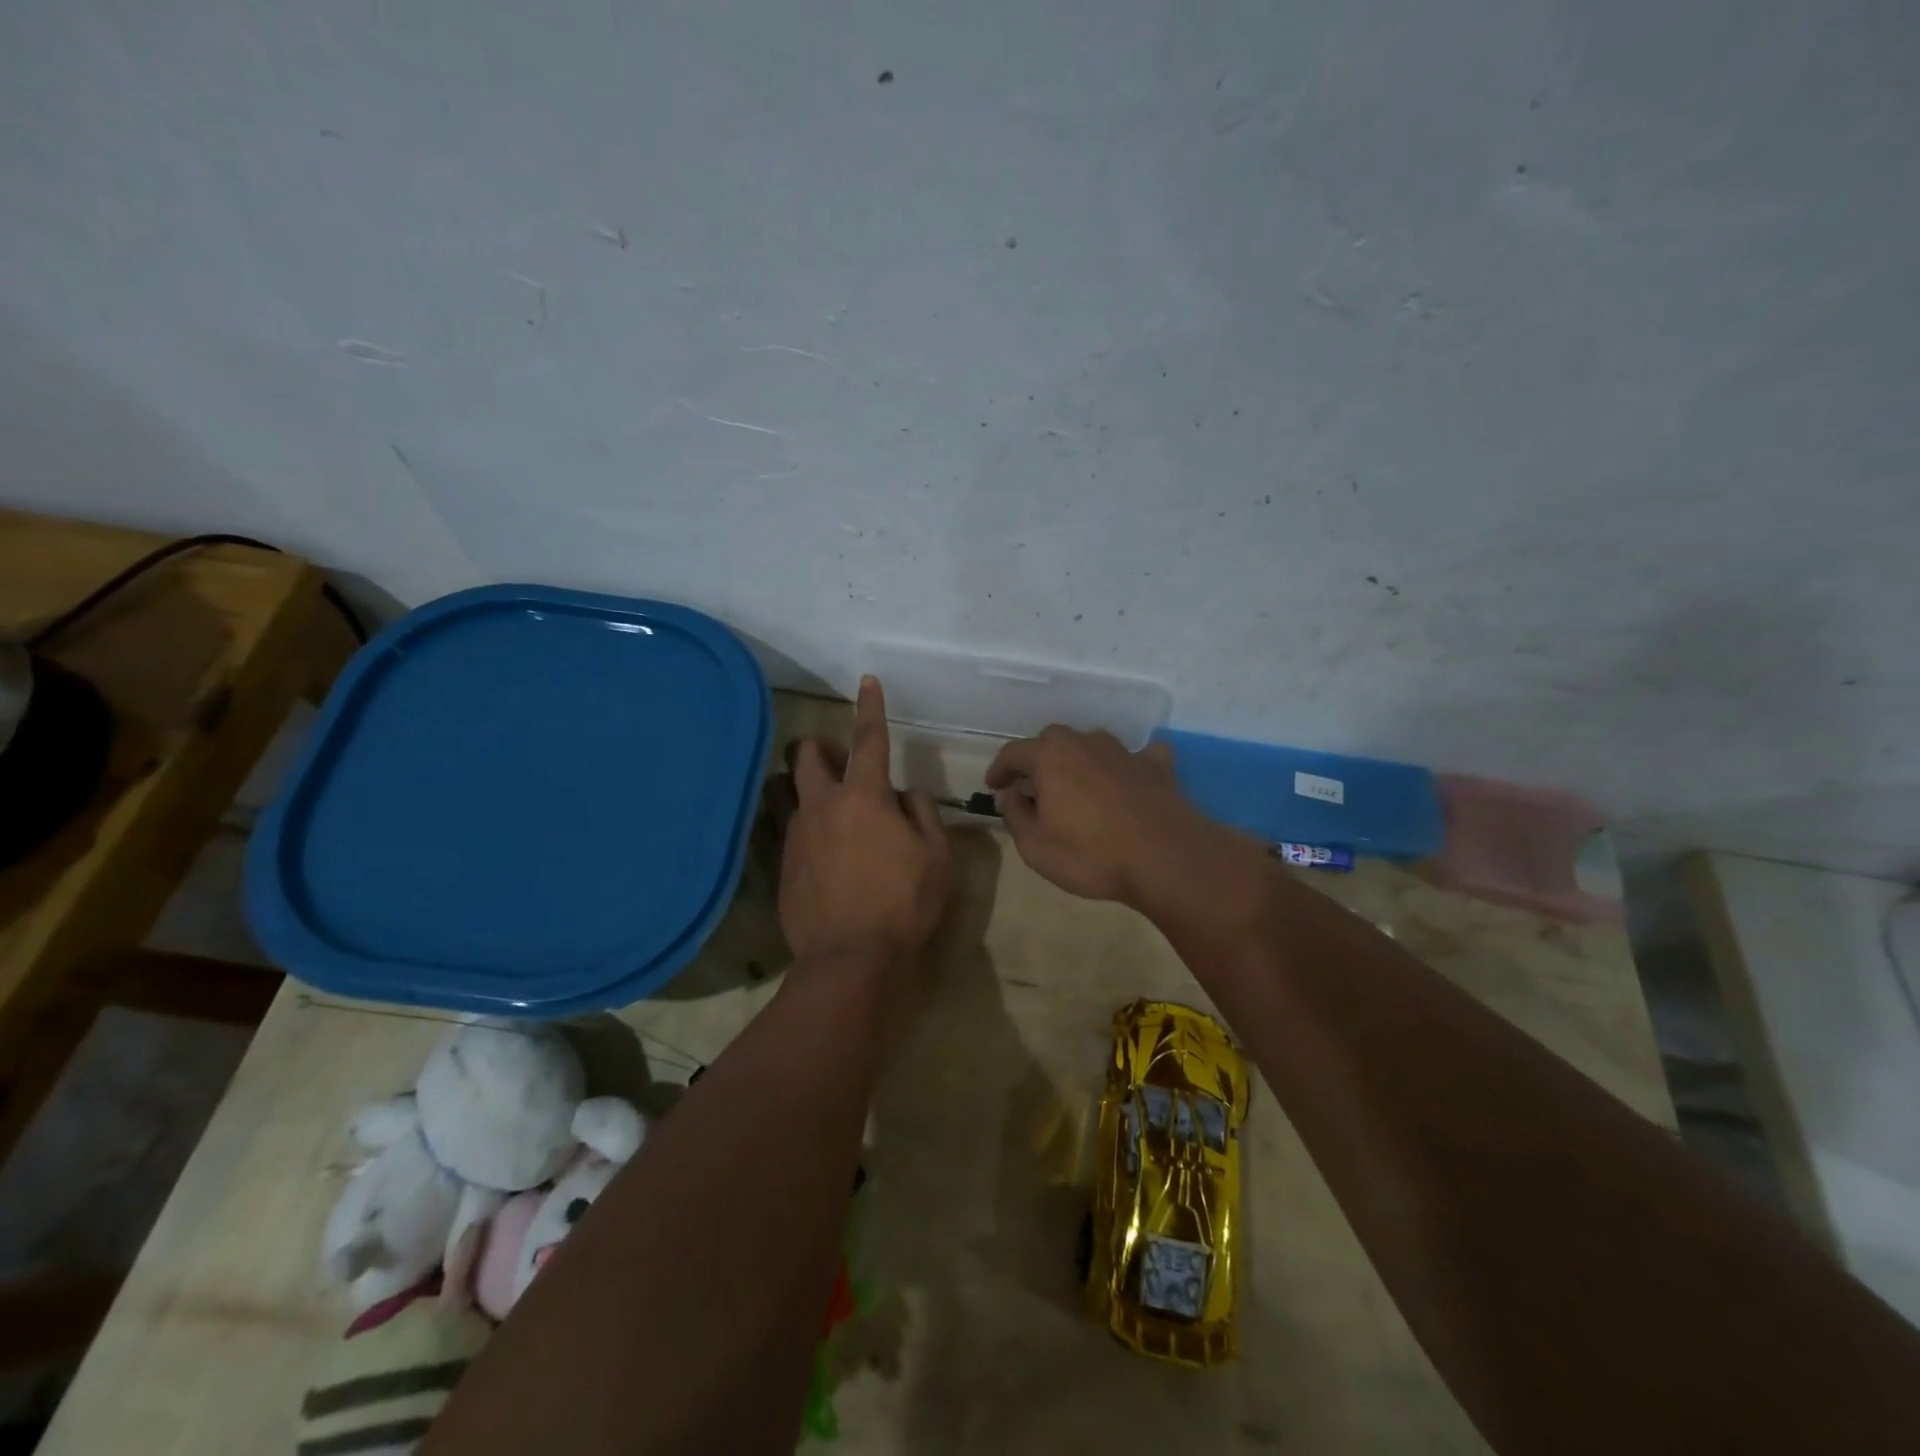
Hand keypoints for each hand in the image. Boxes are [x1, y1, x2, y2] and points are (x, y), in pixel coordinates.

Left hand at [778, 676, 952, 965]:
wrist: (848, 960)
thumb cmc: (903, 904)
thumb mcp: (937, 857)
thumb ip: (922, 813)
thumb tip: (905, 795)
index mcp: (865, 797)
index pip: (869, 739)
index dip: (870, 707)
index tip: (867, 681)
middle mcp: (823, 806)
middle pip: (808, 755)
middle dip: (823, 747)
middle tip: (846, 765)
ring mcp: (796, 835)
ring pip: (794, 792)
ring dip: (814, 790)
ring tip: (839, 818)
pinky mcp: (782, 863)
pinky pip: (791, 830)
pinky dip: (810, 829)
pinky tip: (827, 857)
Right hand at [985, 727, 1226, 906]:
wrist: (1166, 858)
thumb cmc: (1091, 855)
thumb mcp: (1036, 847)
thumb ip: (1016, 816)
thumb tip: (1011, 796)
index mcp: (1050, 758)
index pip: (1013, 752)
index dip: (999, 769)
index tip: (994, 787)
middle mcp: (1085, 743)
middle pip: (1052, 741)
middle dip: (1038, 760)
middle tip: (1033, 788)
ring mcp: (1124, 751)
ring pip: (1092, 744)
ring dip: (1079, 760)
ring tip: (1077, 787)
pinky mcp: (1156, 766)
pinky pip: (1137, 756)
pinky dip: (1127, 765)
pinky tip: (1129, 778)